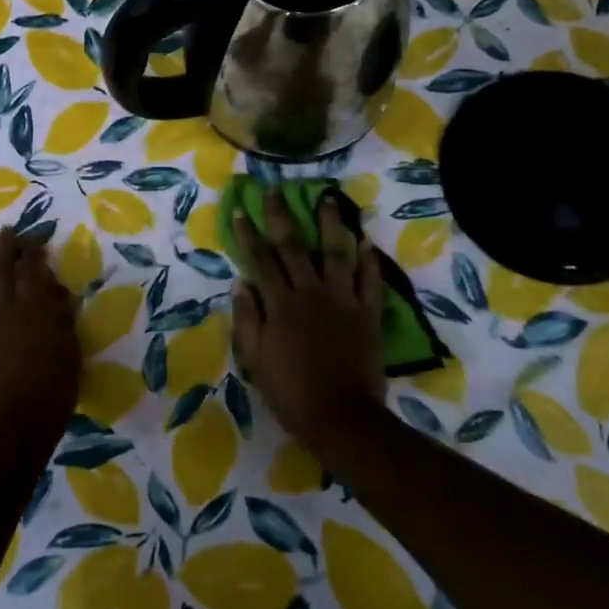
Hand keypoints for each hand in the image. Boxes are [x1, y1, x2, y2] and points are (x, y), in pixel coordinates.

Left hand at [0, 227, 79, 454]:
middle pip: (2, 270)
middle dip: (5, 247)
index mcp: (34, 308)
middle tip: (7, 231)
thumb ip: (62, 319)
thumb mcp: (70, 351)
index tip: (34, 238)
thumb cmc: (52, 391)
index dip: (33, 251)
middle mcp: (4, 310)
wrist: (11, 427)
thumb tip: (56, 294)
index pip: (32, 269)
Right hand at [231, 188, 385, 457]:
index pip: (260, 260)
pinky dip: (368, 259)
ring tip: (329, 199)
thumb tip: (241, 283)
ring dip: (331, 224)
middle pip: (294, 246)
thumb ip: (248, 318)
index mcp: (280, 303)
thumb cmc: (291, 392)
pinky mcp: (368, 313)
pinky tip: (365, 240)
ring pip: (336, 252)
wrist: (342, 418)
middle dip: (281, 216)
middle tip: (275, 190)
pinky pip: (369, 280)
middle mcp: (310, 292)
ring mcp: (343, 300)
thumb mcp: (256, 359)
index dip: (248, 234)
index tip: (239, 210)